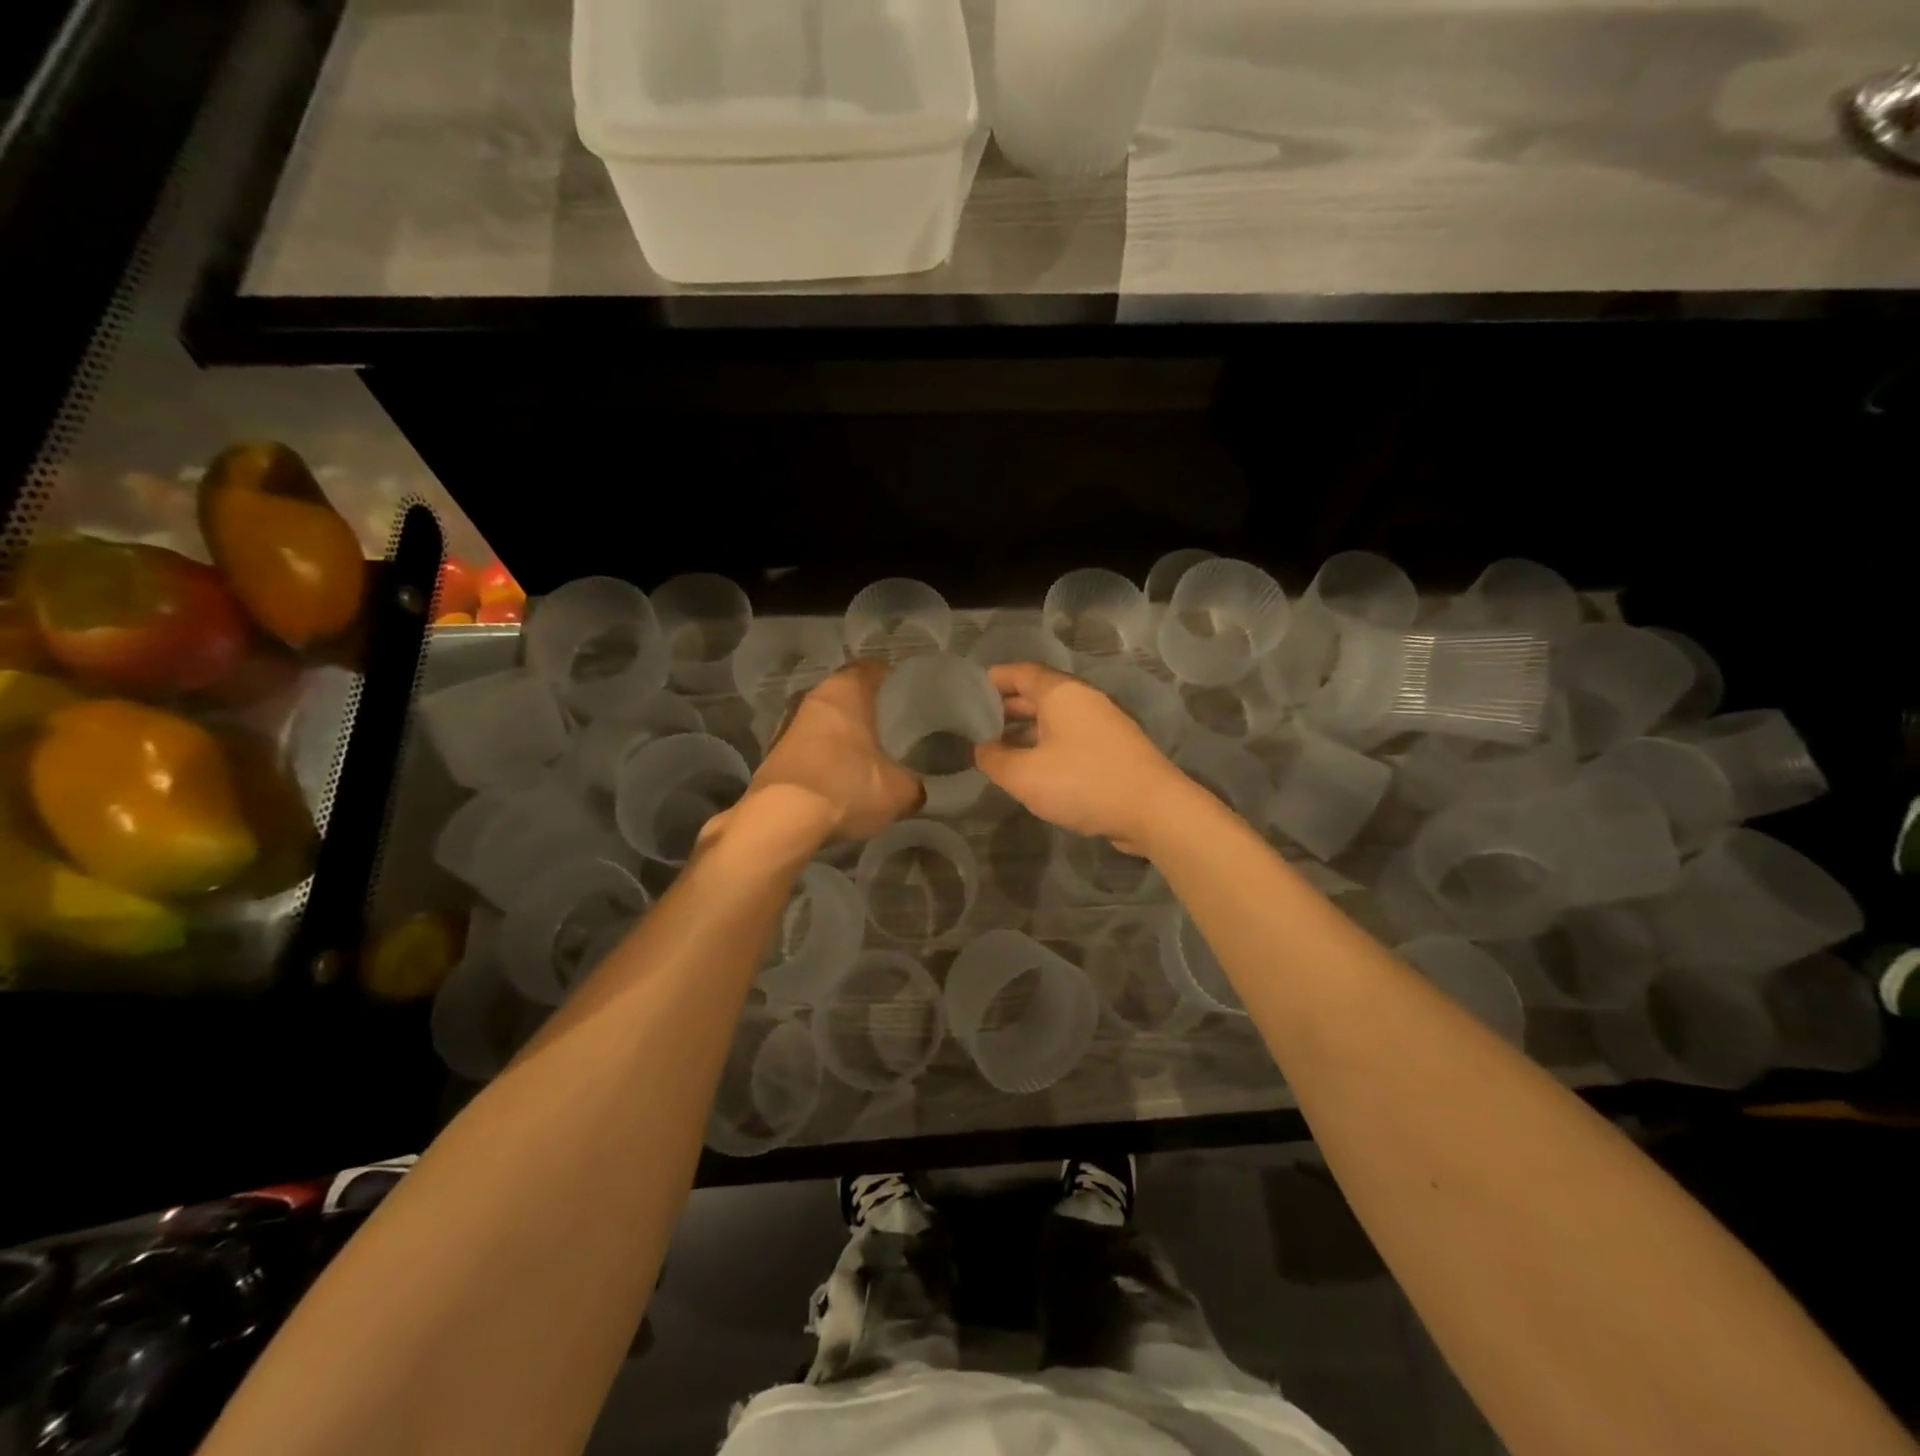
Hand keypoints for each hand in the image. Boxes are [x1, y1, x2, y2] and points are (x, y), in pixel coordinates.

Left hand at [728, 659, 923, 845]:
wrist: (782, 820)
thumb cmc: (847, 786)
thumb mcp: (898, 791)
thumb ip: (912, 784)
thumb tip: (915, 790)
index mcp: (845, 691)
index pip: (869, 668)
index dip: (886, 675)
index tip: (900, 685)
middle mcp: (812, 699)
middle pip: (841, 694)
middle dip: (861, 707)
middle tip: (885, 722)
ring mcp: (785, 727)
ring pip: (820, 722)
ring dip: (837, 734)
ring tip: (861, 752)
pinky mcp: (770, 756)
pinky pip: (804, 749)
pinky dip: (819, 758)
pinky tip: (835, 777)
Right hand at [974, 662, 1186, 853]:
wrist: (1153, 810)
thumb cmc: (1083, 782)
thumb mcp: (1025, 775)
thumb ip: (995, 760)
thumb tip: (981, 749)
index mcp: (1061, 693)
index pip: (1022, 672)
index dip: (996, 679)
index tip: (972, 690)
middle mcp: (1084, 700)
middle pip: (1039, 694)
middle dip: (1008, 707)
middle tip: (979, 723)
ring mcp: (1103, 724)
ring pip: (1056, 719)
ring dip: (1028, 730)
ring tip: (1000, 748)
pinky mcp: (1114, 749)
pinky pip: (1071, 738)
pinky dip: (1048, 745)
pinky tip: (1035, 768)